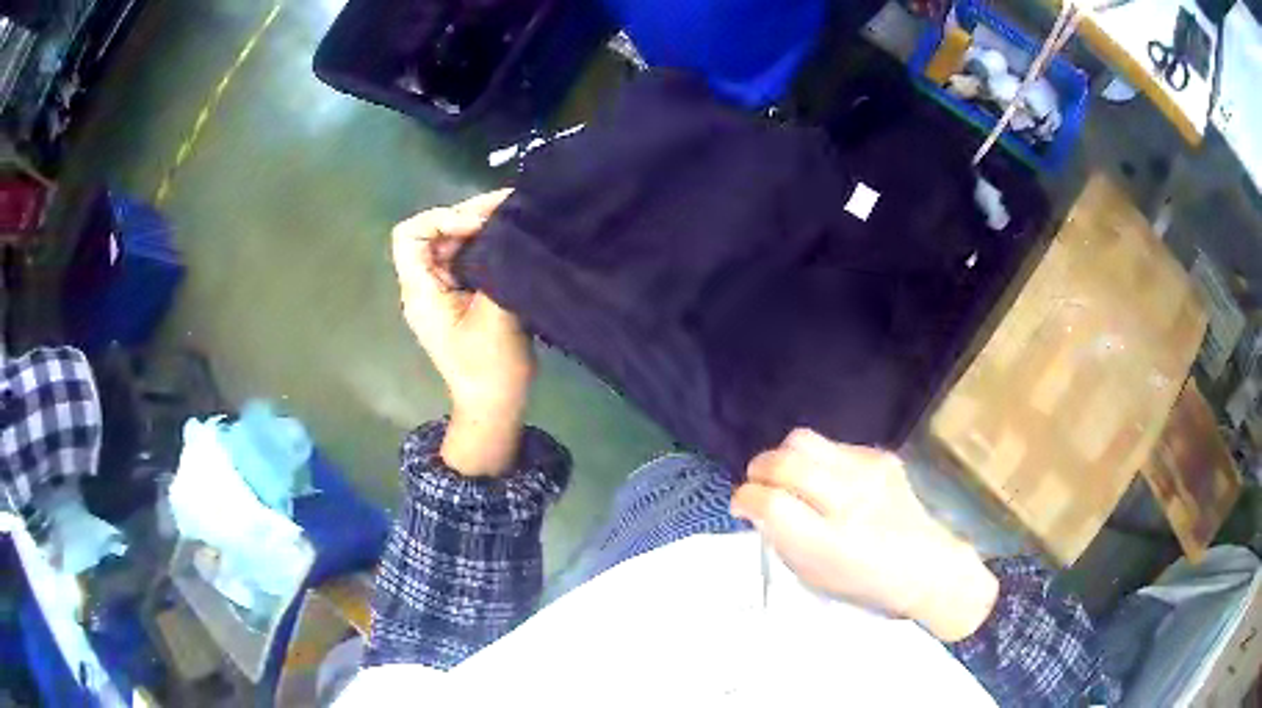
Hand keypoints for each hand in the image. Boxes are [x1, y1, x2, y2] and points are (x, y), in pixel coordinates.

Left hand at [392, 189, 531, 475]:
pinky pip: (467, 258)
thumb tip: (510, 230)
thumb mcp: (496, 315)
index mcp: (421, 290)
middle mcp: (426, 285)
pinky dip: (487, 243)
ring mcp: (443, 291)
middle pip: (434, 233)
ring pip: (453, 242)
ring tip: (516, 215)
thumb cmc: (489, 366)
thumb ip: (499, 268)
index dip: (439, 219)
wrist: (494, 404)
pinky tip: (513, 237)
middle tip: (509, 206)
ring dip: (481, 226)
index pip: (409, 235)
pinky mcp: (461, 295)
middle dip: (468, 215)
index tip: (476, 227)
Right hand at [731, 429, 997, 641]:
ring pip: (803, 440)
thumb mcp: (812, 576)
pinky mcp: (881, 456)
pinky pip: (832, 445)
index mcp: (829, 543)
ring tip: (789, 477)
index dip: (746, 498)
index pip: (771, 502)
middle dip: (758, 470)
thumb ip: (780, 537)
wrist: (924, 565)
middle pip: (784, 461)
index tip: (741, 505)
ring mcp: (868, 472)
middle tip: (758, 486)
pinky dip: (817, 460)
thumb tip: (755, 504)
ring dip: (784, 457)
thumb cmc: (863, 582)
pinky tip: (827, 481)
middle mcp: (849, 500)